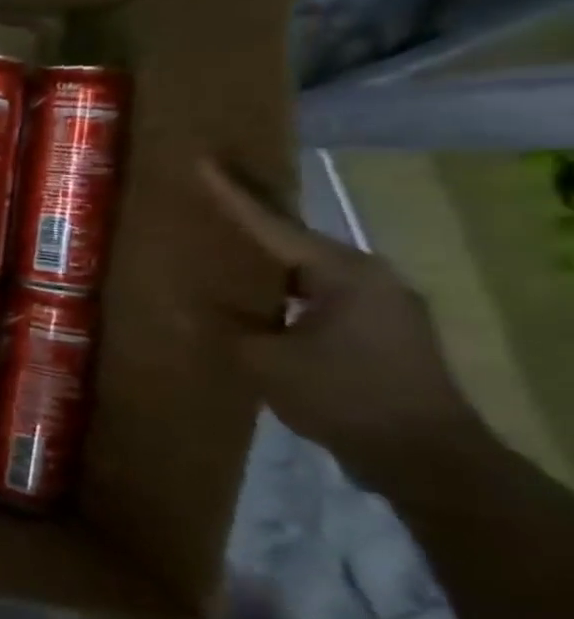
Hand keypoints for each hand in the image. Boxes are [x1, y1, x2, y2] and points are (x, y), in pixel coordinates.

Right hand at [198, 160, 479, 481]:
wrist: (427, 458)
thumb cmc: (342, 395)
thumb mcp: (264, 359)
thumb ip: (227, 324)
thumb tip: (190, 303)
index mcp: (343, 272)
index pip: (272, 224)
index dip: (231, 194)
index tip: (203, 161)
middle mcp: (371, 277)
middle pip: (296, 240)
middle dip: (253, 222)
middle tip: (210, 199)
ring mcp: (386, 304)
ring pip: (311, 270)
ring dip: (270, 262)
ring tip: (227, 250)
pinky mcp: (387, 331)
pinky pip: (324, 294)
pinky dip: (288, 290)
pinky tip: (261, 300)